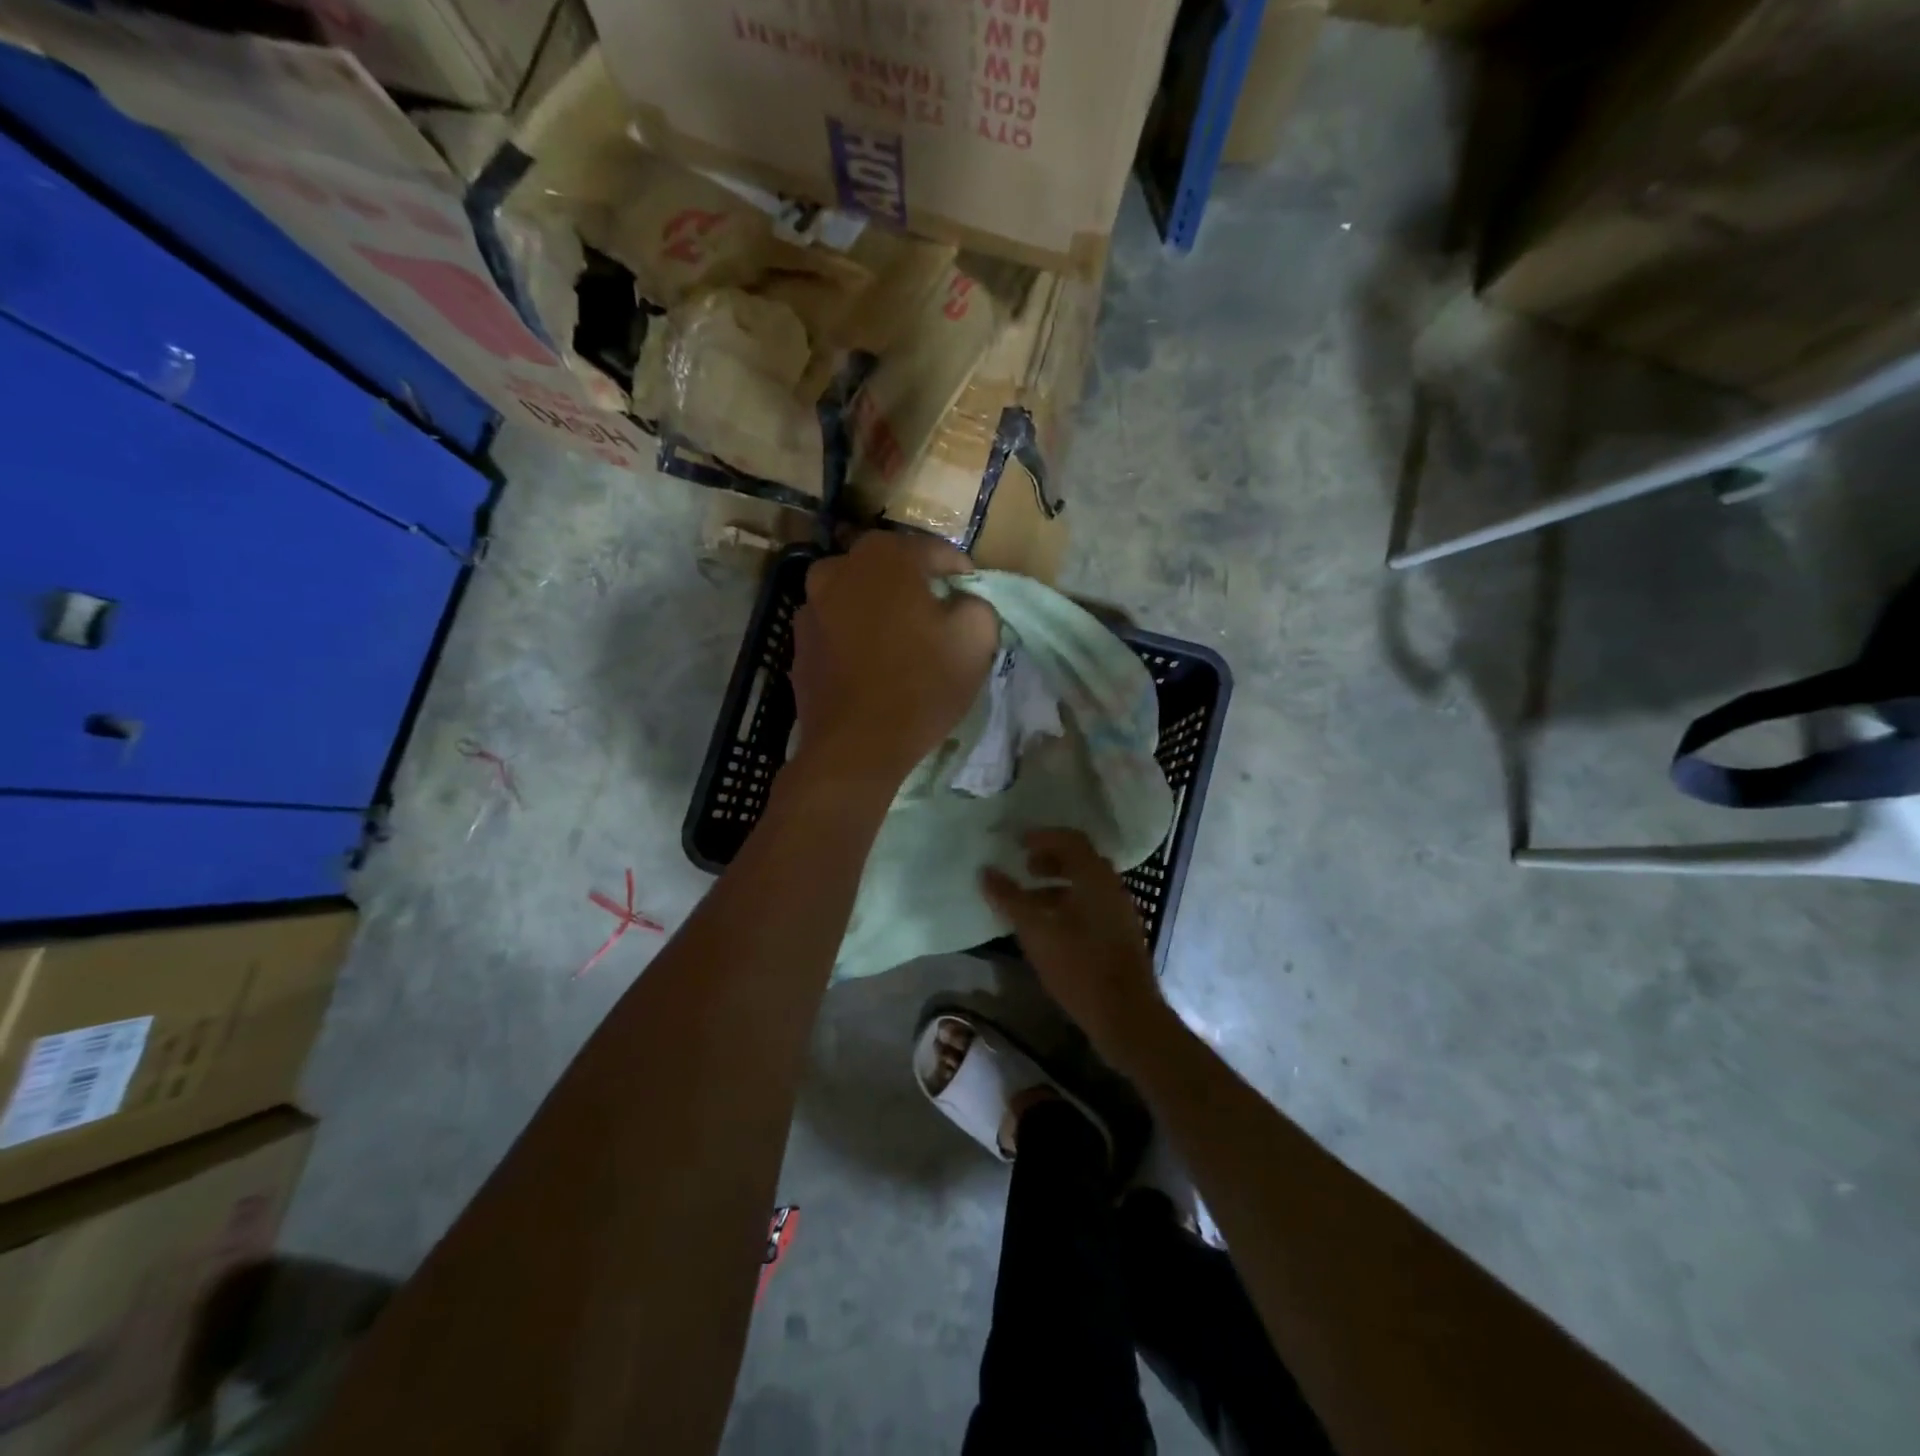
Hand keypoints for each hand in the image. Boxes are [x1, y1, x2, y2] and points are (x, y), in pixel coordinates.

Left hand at [791, 533, 998, 786]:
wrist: (854, 747)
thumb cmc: (920, 685)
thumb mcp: (976, 639)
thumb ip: (977, 603)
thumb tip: (962, 601)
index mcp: (885, 555)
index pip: (936, 551)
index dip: (960, 575)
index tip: (971, 601)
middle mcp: (839, 567)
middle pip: (892, 568)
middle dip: (916, 587)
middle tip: (938, 620)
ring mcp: (811, 604)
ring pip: (859, 595)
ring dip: (881, 609)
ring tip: (901, 642)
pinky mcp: (799, 641)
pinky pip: (838, 626)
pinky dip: (856, 634)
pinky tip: (872, 665)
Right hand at [981, 830, 1170, 1068]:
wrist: (1126, 1015)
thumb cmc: (1079, 966)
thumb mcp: (1036, 931)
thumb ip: (1010, 898)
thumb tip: (985, 871)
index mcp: (1095, 877)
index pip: (1070, 840)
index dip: (1042, 837)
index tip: (1017, 843)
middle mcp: (1112, 888)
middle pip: (1079, 861)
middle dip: (1049, 861)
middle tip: (1023, 868)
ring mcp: (1119, 912)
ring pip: (1085, 886)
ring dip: (1056, 886)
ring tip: (1028, 902)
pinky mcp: (1120, 936)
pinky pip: (1091, 906)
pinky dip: (1067, 905)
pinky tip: (1048, 929)